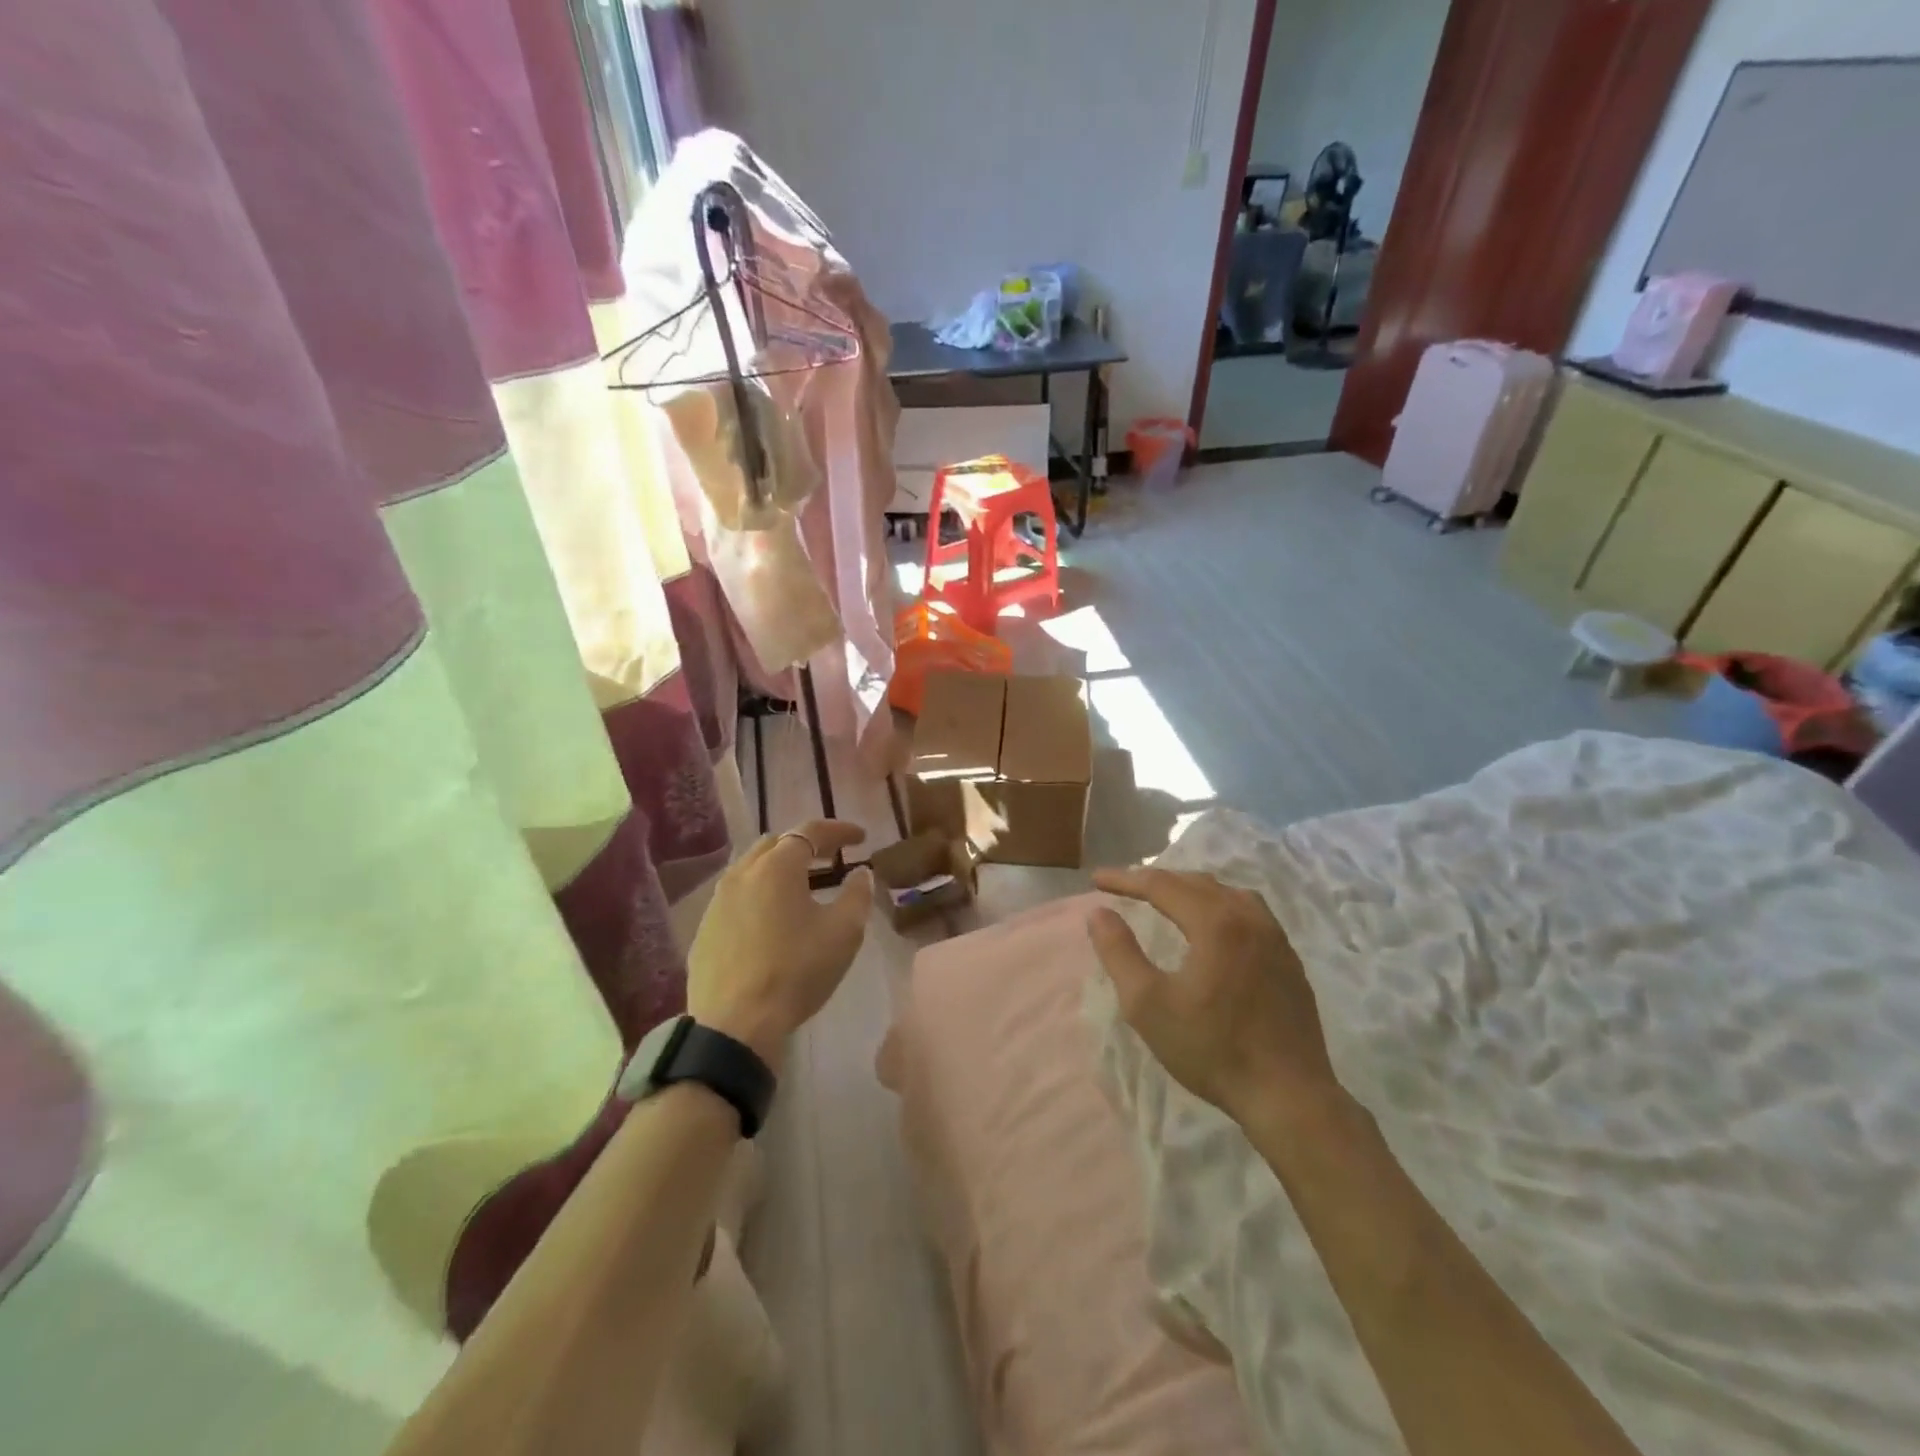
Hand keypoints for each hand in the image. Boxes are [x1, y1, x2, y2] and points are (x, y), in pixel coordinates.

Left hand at [687, 820, 872, 1073]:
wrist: (735, 1024)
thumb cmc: (796, 971)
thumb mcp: (843, 932)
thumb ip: (857, 894)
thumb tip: (861, 873)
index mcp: (777, 867)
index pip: (811, 831)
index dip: (839, 830)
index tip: (861, 837)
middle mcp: (742, 873)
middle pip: (776, 843)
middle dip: (806, 844)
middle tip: (831, 858)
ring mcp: (718, 902)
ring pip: (751, 869)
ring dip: (779, 869)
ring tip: (801, 887)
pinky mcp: (705, 930)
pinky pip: (736, 898)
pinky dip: (759, 895)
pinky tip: (771, 920)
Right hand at [1087, 867, 1341, 1123]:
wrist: (1288, 1096)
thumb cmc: (1212, 1049)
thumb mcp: (1148, 1004)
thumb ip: (1119, 952)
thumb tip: (1098, 913)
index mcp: (1215, 922)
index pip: (1161, 885)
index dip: (1125, 879)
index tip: (1096, 880)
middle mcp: (1248, 917)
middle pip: (1196, 882)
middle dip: (1156, 880)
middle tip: (1125, 886)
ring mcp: (1275, 937)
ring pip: (1227, 893)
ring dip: (1191, 889)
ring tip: (1167, 899)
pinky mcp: (1289, 959)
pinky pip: (1250, 912)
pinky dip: (1220, 905)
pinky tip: (1214, 926)